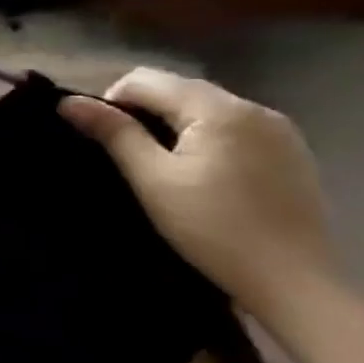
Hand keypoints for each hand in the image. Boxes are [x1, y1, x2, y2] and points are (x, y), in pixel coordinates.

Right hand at [60, 69, 336, 332]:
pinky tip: (203, 171)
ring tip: (163, 163)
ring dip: (174, 122)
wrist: (294, 282)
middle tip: (128, 153)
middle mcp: (254, 108)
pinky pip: (232, 125)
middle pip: (177, 88)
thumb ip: (113, 133)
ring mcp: (279, 130)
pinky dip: (205, 135)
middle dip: (143, 110)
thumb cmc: (213, 227)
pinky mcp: (291, 152)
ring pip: (204, 106)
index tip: (105, 140)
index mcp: (219, 109)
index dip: (112, 102)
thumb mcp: (152, 179)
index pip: (144, 80)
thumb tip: (68, 101)